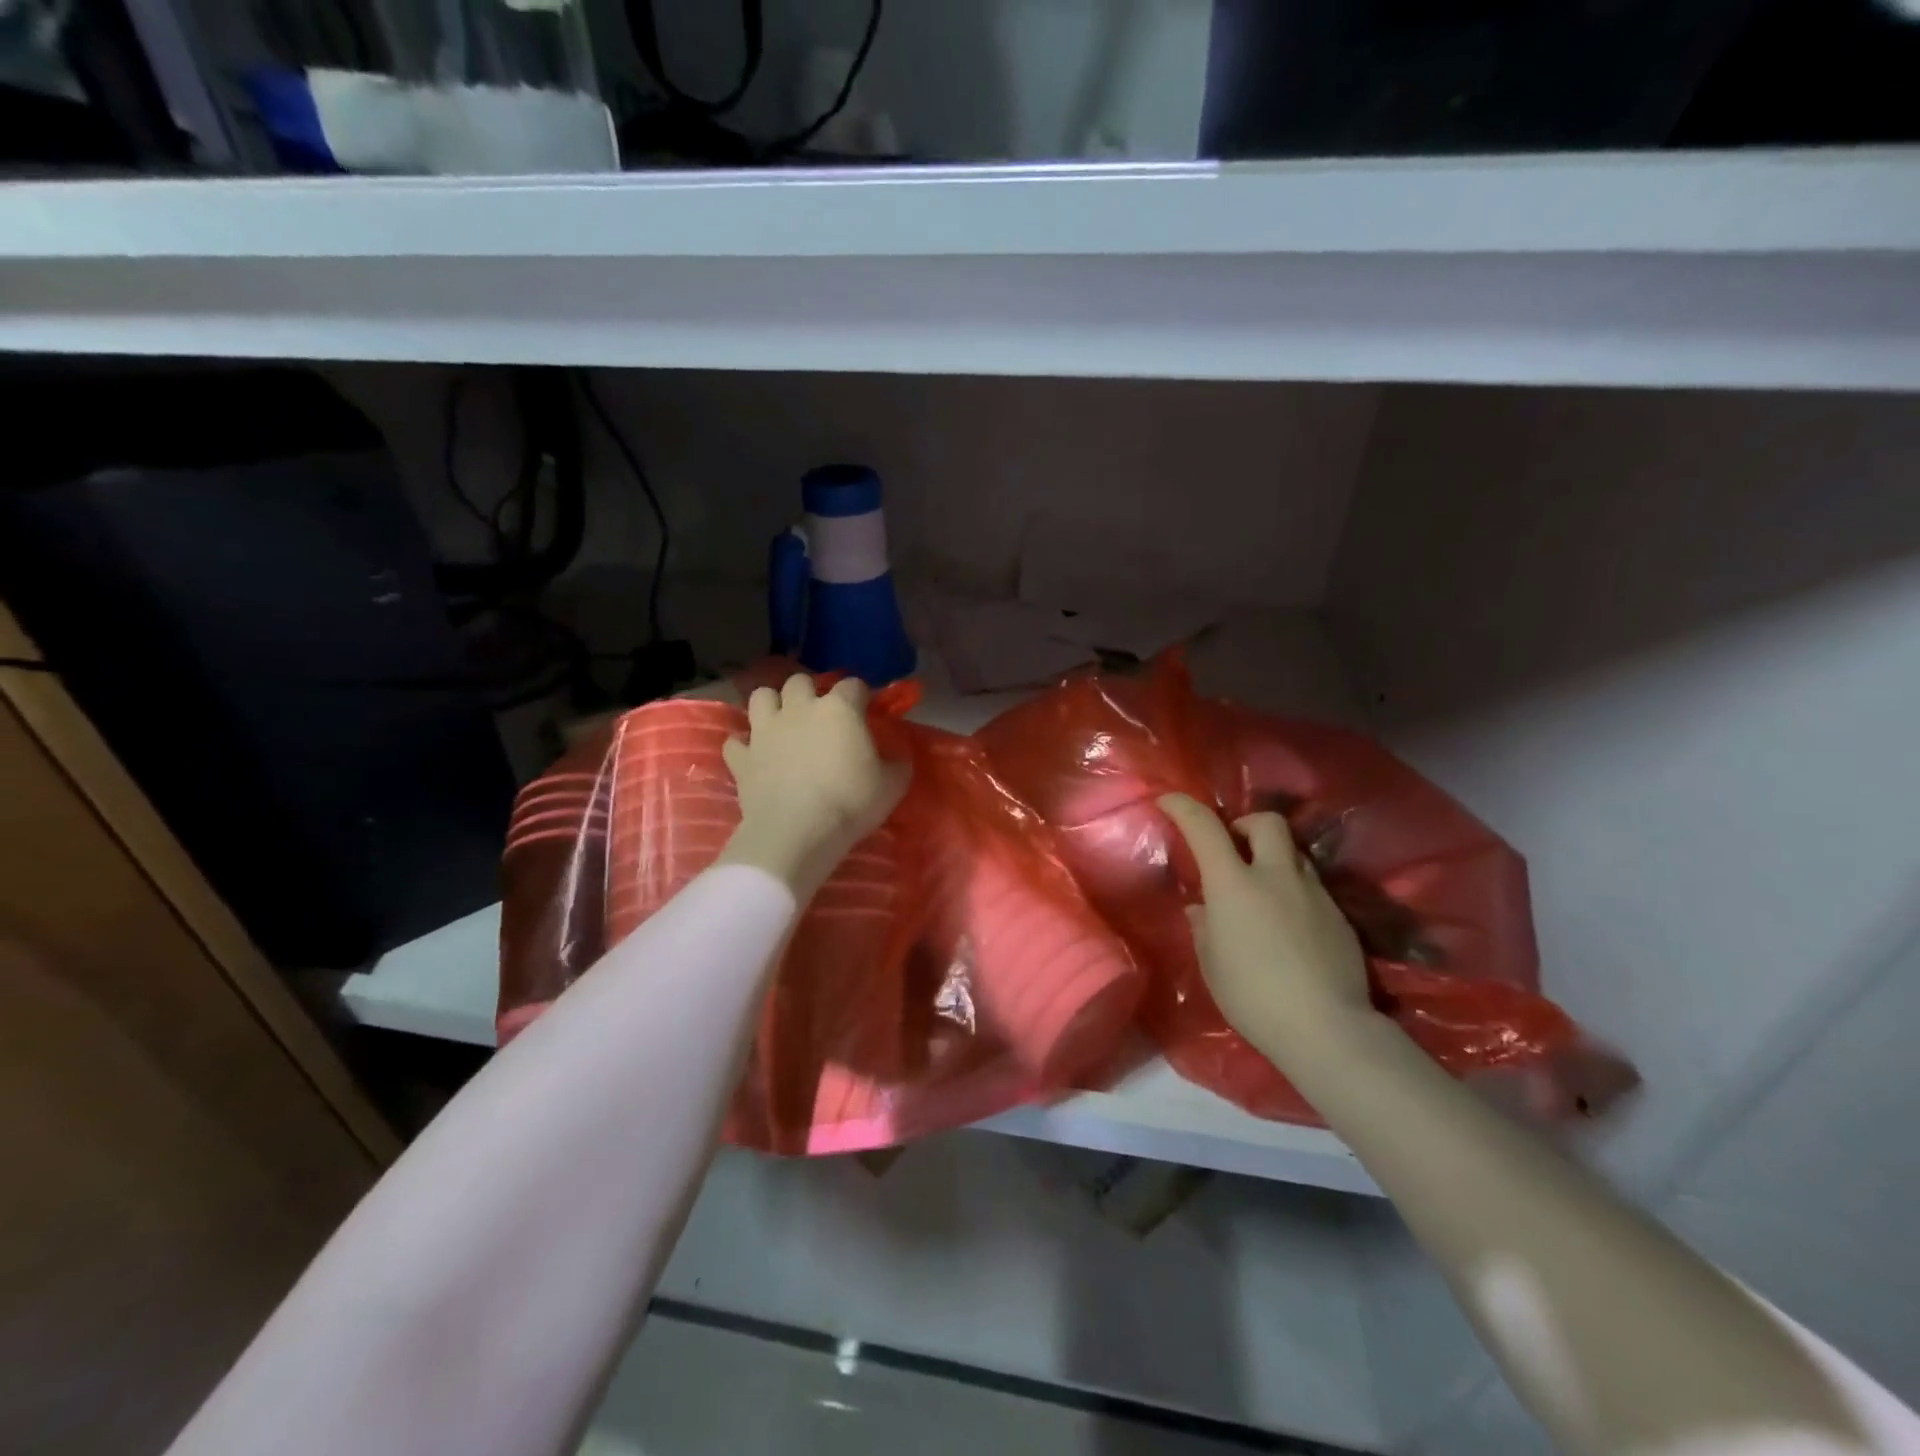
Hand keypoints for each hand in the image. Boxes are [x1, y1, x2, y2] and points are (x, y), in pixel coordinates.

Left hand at [717, 674, 910, 901]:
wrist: (796, 833)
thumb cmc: (850, 803)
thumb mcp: (892, 786)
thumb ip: (897, 764)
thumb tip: (897, 758)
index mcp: (839, 709)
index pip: (854, 685)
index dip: (861, 696)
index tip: (866, 711)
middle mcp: (799, 708)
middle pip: (800, 681)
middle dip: (810, 692)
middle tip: (820, 715)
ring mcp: (765, 730)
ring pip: (761, 697)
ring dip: (772, 705)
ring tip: (782, 723)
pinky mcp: (742, 757)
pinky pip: (736, 741)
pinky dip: (744, 746)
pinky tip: (754, 756)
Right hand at [1159, 794, 1373, 1055]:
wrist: (1326, 1028)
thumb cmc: (1252, 995)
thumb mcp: (1211, 962)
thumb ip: (1204, 926)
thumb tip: (1203, 908)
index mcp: (1234, 884)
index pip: (1205, 827)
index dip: (1183, 807)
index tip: (1168, 800)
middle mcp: (1276, 876)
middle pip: (1266, 822)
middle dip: (1245, 824)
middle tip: (1233, 846)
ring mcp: (1313, 893)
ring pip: (1294, 853)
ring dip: (1273, 857)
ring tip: (1262, 887)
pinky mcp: (1339, 916)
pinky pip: (1312, 886)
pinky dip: (1293, 890)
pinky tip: (1288, 923)